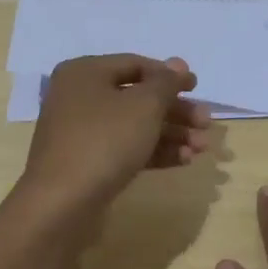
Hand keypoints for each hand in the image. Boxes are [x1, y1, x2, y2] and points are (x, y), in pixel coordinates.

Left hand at [21, 54, 210, 212]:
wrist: (61, 203)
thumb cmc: (104, 141)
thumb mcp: (144, 106)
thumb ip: (166, 83)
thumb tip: (178, 64)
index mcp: (85, 72)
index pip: (135, 64)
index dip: (169, 75)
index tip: (197, 88)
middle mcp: (79, 97)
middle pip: (137, 97)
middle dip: (175, 111)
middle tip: (206, 124)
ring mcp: (81, 132)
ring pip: (134, 126)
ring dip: (171, 134)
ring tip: (202, 148)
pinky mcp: (87, 163)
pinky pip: (125, 149)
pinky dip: (154, 152)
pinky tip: (183, 161)